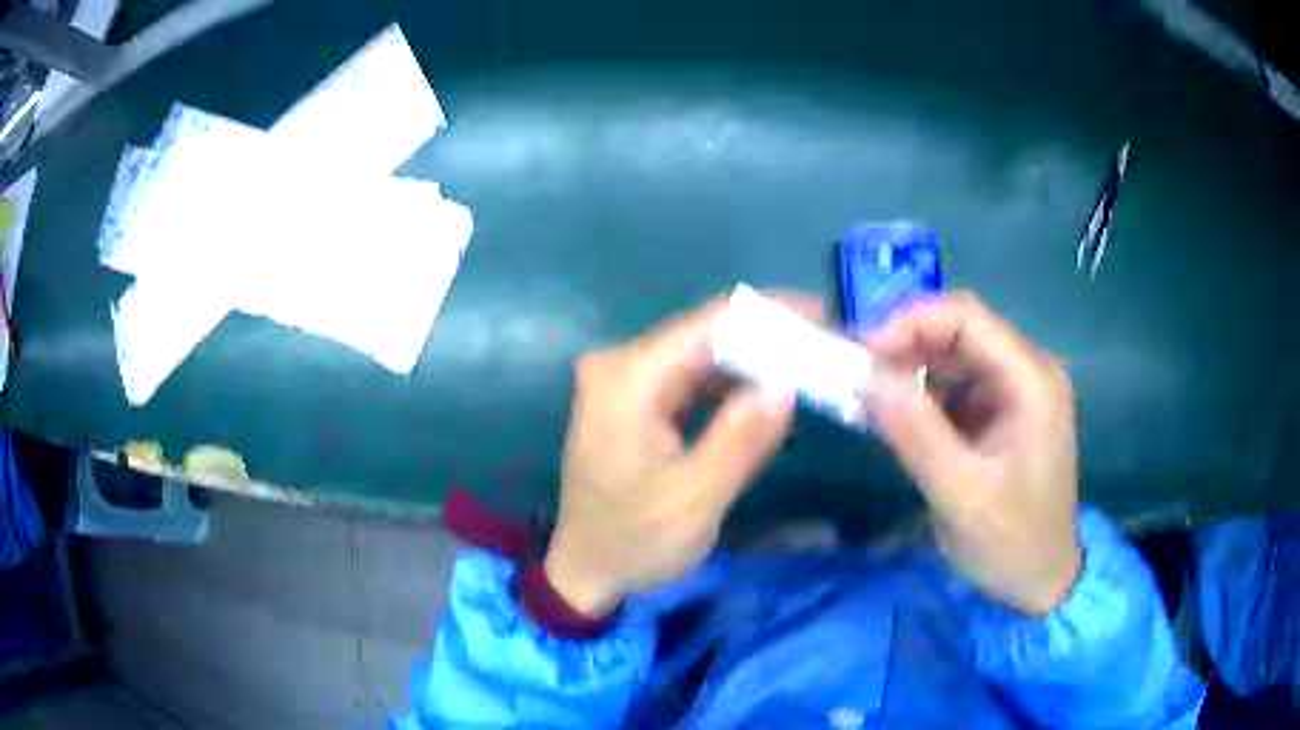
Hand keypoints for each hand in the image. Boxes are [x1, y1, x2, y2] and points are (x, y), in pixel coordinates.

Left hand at [545, 297, 810, 616]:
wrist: (584, 571)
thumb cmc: (633, 541)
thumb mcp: (694, 501)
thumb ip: (740, 441)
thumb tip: (785, 385)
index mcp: (629, 380)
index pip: (709, 324)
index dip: (770, 316)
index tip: (823, 319)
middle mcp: (622, 366)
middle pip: (706, 333)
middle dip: (768, 339)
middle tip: (825, 349)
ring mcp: (625, 382)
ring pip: (702, 354)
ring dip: (753, 361)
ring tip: (808, 368)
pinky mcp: (634, 401)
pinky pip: (691, 378)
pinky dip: (730, 384)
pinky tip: (766, 394)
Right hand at [864, 293, 1080, 615]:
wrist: (1040, 581)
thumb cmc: (1012, 542)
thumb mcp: (962, 495)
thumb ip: (916, 434)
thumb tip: (867, 378)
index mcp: (1032, 381)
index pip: (968, 318)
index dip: (911, 322)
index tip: (862, 351)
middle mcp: (1028, 372)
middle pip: (961, 331)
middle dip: (907, 345)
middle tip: (858, 375)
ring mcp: (1016, 392)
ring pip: (955, 356)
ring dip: (911, 369)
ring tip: (868, 396)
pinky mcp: (1002, 413)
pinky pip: (957, 386)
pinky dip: (923, 395)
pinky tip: (896, 417)